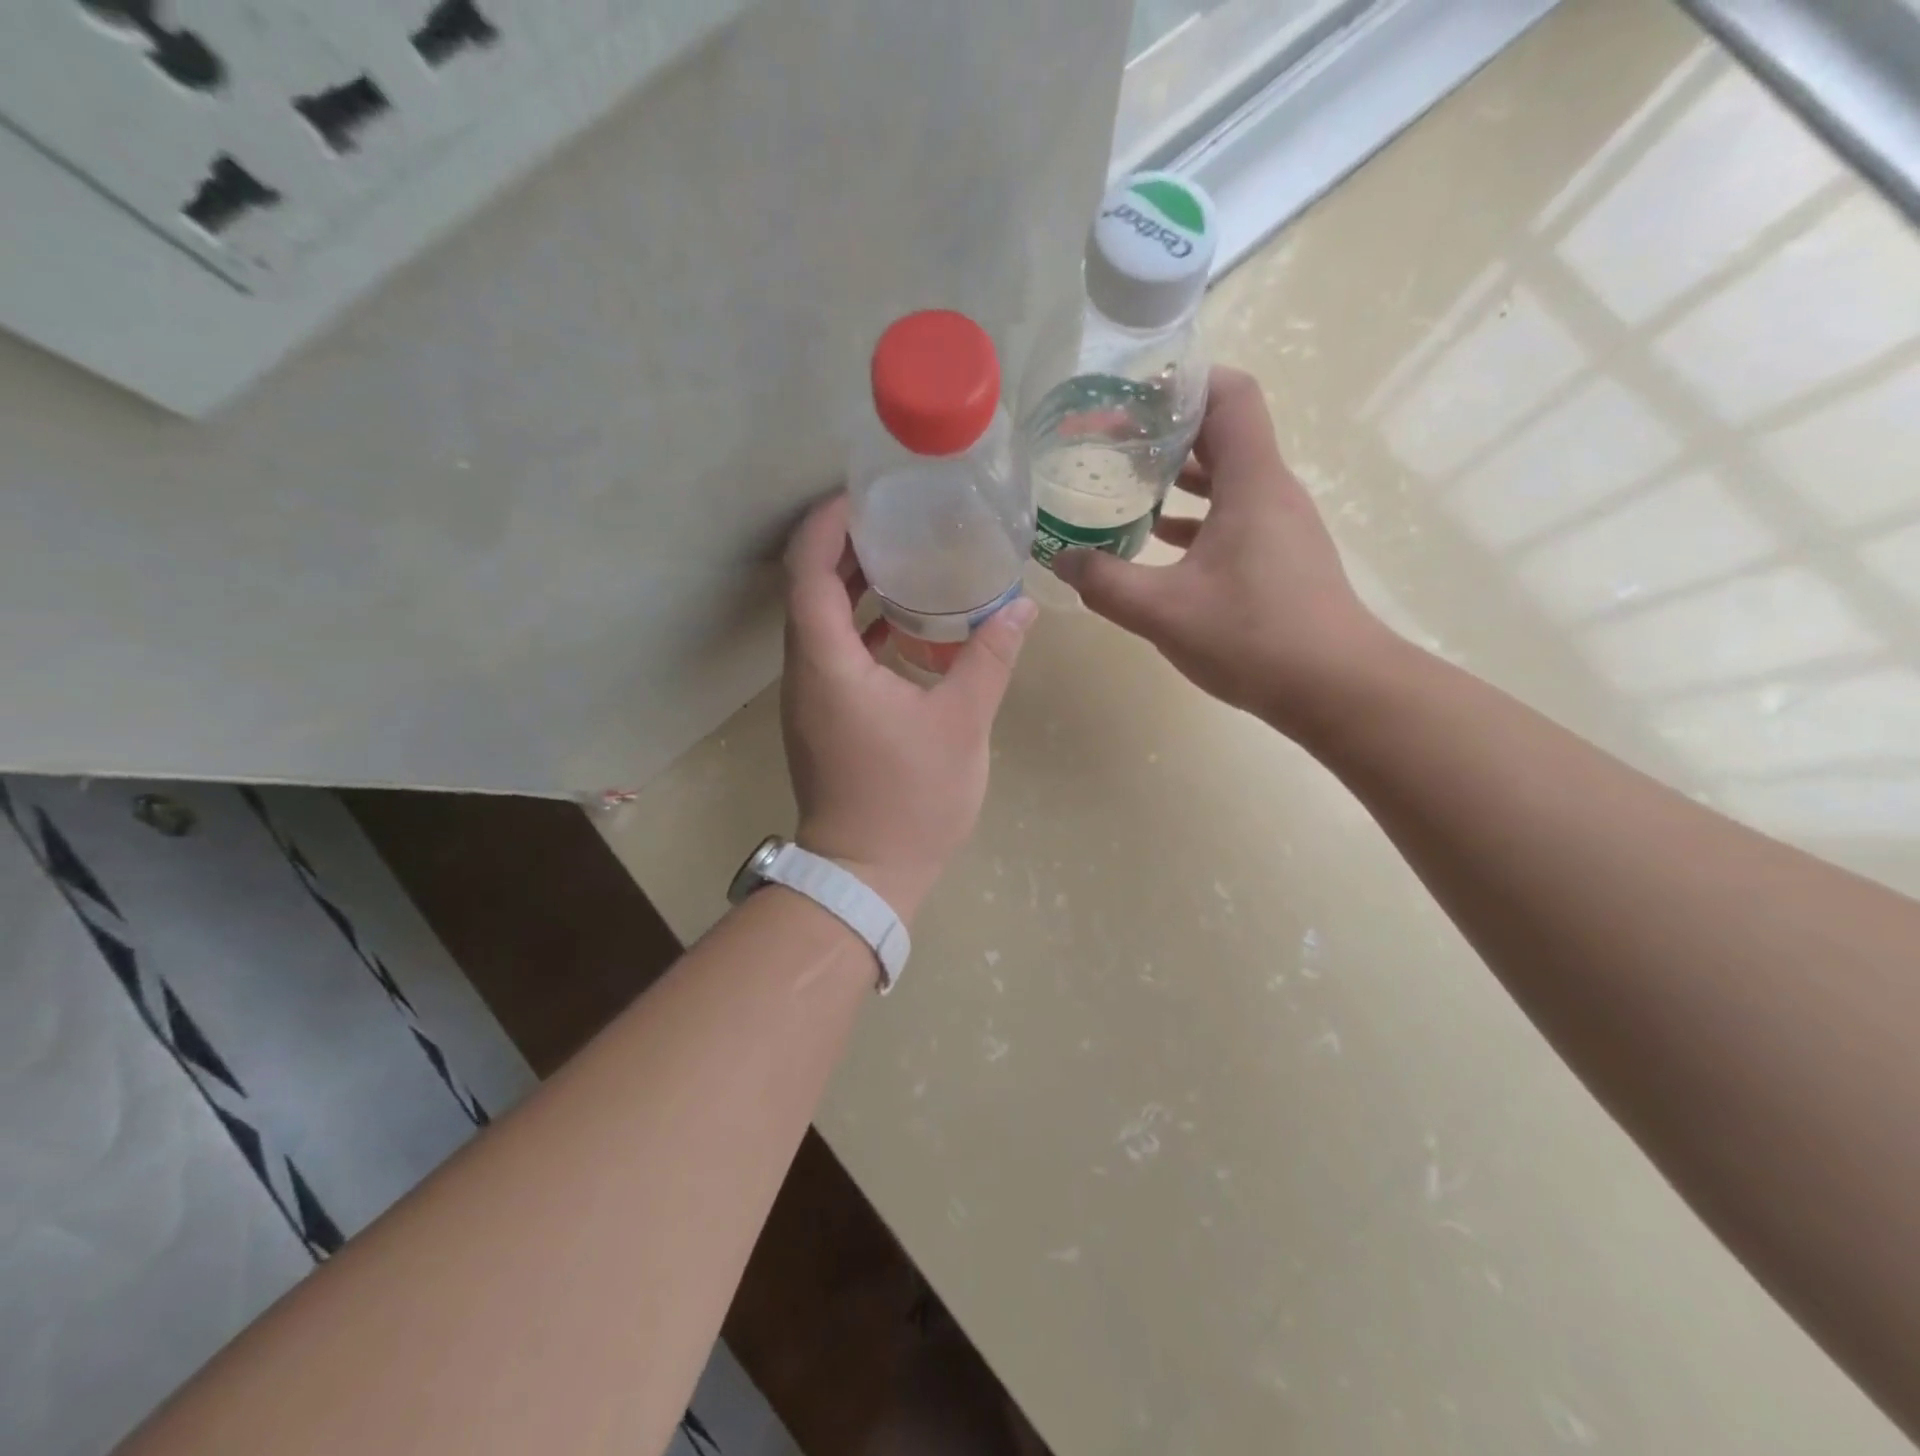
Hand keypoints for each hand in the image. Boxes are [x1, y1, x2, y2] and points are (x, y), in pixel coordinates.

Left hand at [781, 493, 1036, 921]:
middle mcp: (805, 671)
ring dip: (851, 584)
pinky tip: (903, 622)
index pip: (809, 569)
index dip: (829, 523)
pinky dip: (859, 625)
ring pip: (818, 620)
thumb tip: (1020, 606)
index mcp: (828, 662)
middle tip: (896, 517)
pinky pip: (832, 651)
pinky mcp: (822, 716)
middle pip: (808, 587)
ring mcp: (809, 696)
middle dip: (845, 545)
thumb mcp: (961, 724)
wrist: (867, 873)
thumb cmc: (910, 799)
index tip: (865, 495)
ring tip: (903, 556)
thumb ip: (989, 659)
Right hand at [1053, 367, 1389, 732]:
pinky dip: (1193, 517)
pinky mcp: (1279, 558)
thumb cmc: (1253, 637)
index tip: (1132, 394)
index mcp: (1252, 482)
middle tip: (1110, 440)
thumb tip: (1062, 558)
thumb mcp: (1163, 610)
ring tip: (1123, 484)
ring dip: (1177, 477)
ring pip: (1226, 478)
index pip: (1230, 395)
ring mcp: (1279, 526)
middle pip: (1222, 433)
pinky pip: (1232, 516)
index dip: (1184, 381)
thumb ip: (1105, 581)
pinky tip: (1154, 541)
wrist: (1335, 688)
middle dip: (1166, 430)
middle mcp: (1271, 491)